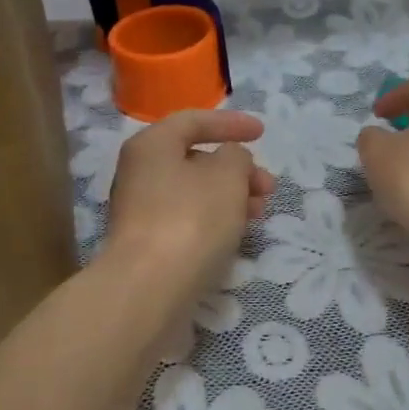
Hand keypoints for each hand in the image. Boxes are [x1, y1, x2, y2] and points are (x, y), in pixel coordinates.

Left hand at [104, 110, 273, 296]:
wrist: (149, 288)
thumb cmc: (191, 219)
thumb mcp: (227, 176)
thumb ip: (236, 157)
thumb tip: (230, 161)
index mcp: (151, 145)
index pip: (193, 121)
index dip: (230, 124)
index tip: (263, 133)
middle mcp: (140, 173)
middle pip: (195, 160)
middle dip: (237, 169)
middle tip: (268, 186)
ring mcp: (141, 211)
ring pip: (194, 192)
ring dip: (231, 196)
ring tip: (260, 214)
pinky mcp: (148, 244)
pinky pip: (187, 219)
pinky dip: (215, 219)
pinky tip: (236, 234)